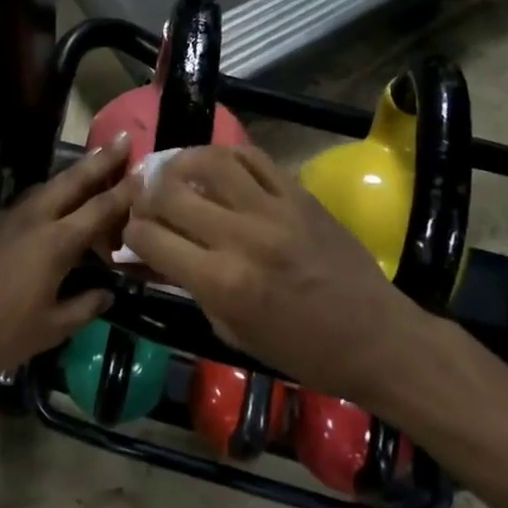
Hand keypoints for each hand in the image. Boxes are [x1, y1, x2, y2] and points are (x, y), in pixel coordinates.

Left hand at [0, 135, 135, 386]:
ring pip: (49, 187)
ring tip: (95, 168)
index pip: (100, 208)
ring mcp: (8, 217)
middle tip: (124, 139)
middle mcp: (34, 219)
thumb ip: (84, 306)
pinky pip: (29, 202)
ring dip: (75, 175)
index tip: (146, 170)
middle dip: (101, 159)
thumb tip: (106, 293)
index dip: (126, 189)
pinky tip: (56, 209)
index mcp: (55, 243)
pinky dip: (51, 197)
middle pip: (73, 180)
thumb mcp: (50, 328)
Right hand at [123, 144, 425, 402]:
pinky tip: (217, 167)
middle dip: (146, 195)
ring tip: (173, 170)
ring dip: (180, 162)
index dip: (131, 232)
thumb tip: (152, 255)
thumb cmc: (300, 350)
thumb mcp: (232, 330)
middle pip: (170, 193)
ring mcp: (273, 209)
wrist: (376, 338)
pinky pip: (253, 158)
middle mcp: (241, 237)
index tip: (132, 233)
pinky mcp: (299, 194)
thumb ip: (189, 285)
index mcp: (221, 281)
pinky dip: (226, 157)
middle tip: (145, 199)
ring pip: (210, 161)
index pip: (150, 237)